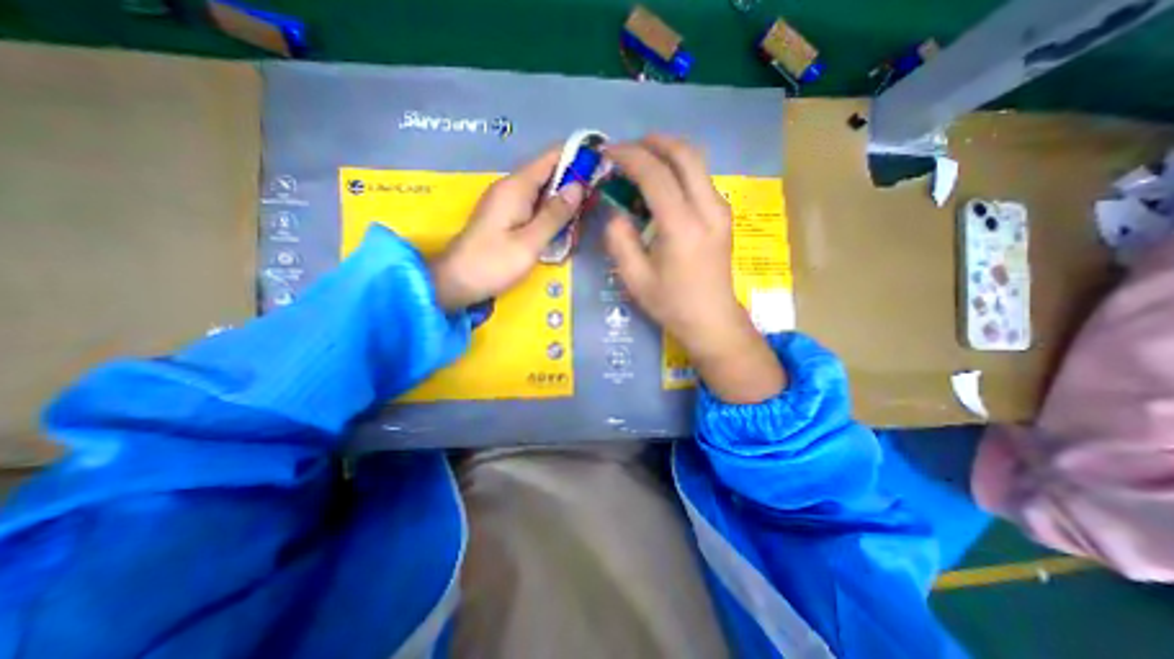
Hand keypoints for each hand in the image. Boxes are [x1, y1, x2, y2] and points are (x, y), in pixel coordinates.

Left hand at [431, 148, 583, 310]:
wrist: (456, 283)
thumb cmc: (493, 264)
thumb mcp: (530, 242)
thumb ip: (555, 214)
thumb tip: (578, 186)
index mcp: (516, 187)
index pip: (552, 157)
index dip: (578, 157)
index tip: (602, 165)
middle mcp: (511, 188)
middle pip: (549, 174)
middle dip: (574, 184)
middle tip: (599, 200)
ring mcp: (506, 202)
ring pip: (543, 192)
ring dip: (564, 203)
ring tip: (586, 216)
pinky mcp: (505, 217)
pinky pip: (534, 207)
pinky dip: (551, 214)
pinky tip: (563, 229)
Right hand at [601, 134, 781, 400]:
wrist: (712, 319)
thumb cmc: (671, 303)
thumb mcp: (634, 278)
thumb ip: (619, 240)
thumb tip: (615, 211)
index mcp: (682, 227)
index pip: (656, 174)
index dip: (629, 156)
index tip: (608, 152)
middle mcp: (708, 209)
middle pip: (685, 154)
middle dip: (653, 142)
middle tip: (627, 148)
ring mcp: (721, 209)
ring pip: (697, 162)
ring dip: (667, 153)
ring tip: (640, 162)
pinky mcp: (723, 214)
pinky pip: (701, 178)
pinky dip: (678, 169)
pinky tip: (661, 184)